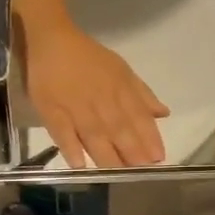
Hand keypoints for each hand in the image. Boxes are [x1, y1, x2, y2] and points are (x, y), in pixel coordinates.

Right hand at [22, 15, 169, 168]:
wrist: (51, 39)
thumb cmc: (87, 56)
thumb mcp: (120, 69)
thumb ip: (141, 94)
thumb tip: (163, 114)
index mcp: (119, 88)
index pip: (138, 116)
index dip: (149, 137)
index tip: (158, 158)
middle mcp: (101, 99)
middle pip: (119, 129)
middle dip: (132, 152)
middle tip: (141, 173)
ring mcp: (75, 106)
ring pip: (94, 134)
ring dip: (106, 155)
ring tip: (117, 175)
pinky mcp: (51, 110)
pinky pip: (62, 131)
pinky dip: (70, 147)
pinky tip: (80, 165)